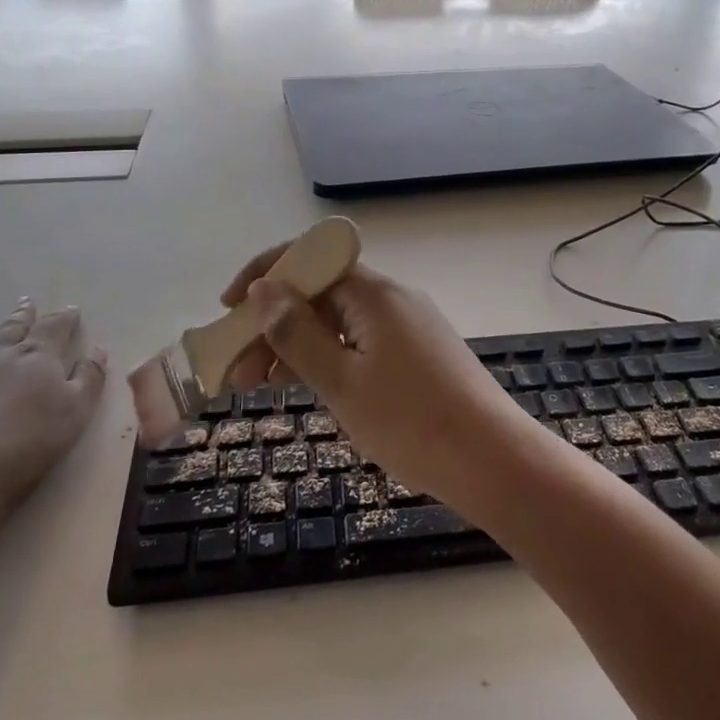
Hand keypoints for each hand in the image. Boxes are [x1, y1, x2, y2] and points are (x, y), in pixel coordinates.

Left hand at [0, 298, 105, 518]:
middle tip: (25, 303)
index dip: (64, 318)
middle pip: (10, 331)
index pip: (54, 329)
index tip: (71, 309)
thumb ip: (89, 378)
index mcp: (37, 359)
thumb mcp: (78, 410)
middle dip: (21, 316)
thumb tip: (98, 350)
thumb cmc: (33, 442)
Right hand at [220, 250, 521, 500]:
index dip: (265, 276)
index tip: (229, 309)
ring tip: (264, 385)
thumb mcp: (341, 381)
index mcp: (374, 294)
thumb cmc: (410, 421)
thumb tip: (265, 289)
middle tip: (239, 370)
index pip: (310, 260)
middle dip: (274, 324)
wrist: (490, 459)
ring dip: (299, 345)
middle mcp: (393, 299)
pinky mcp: (419, 353)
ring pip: (340, 323)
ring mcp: (409, 326)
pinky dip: (330, 358)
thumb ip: (297, 334)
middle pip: (322, 294)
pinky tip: (310, 386)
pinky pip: (362, 342)